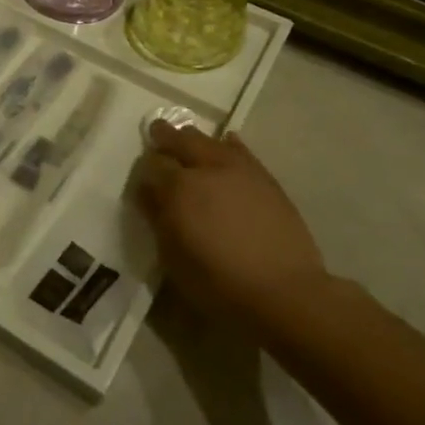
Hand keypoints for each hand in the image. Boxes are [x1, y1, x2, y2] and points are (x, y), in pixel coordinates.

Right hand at [133, 122, 325, 322]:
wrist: (283, 291)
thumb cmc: (218, 283)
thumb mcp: (173, 258)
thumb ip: (157, 219)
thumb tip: (147, 193)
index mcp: (178, 189)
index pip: (152, 165)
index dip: (144, 168)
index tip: (141, 176)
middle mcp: (206, 169)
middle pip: (180, 141)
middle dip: (165, 136)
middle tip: (157, 133)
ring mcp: (239, 170)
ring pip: (210, 141)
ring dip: (194, 139)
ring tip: (187, 138)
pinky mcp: (264, 178)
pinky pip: (241, 151)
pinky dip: (228, 145)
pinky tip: (226, 144)